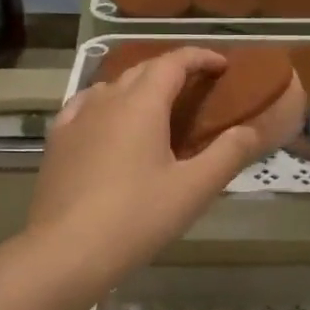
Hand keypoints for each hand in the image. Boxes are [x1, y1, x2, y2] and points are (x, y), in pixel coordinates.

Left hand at [28, 48, 267, 287]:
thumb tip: (252, 129)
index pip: (173, 62)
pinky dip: (106, 103)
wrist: (65, 251)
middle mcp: (107, 100)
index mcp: (142, 104)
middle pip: (143, 70)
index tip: (222, 65)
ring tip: (157, 106)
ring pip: (112, 86)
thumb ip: (228, 153)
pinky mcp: (57, 141)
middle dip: (172, 70)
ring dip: (139, 86)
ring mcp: (77, 118)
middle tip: (197, 87)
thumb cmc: (136, 218)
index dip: (200, 57)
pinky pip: (84, 106)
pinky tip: (106, 120)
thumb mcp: (193, 189)